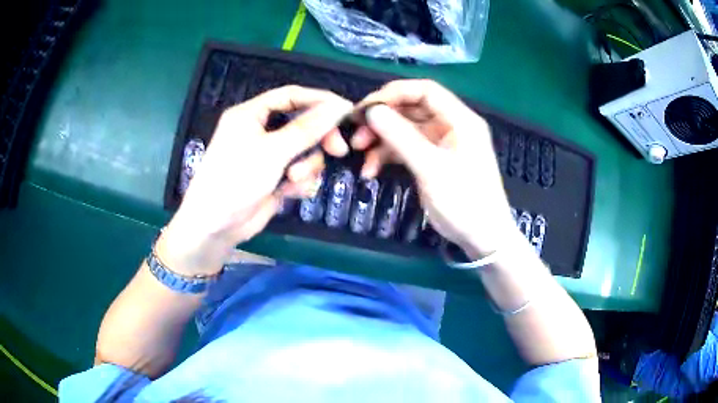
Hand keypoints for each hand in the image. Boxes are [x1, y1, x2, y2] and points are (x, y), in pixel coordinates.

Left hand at [157, 86, 352, 275]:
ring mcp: (267, 155)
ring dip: (306, 166)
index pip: (291, 96)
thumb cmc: (236, 179)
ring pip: (304, 150)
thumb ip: (307, 128)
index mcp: (251, 114)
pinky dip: (300, 182)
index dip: (319, 100)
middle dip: (319, 139)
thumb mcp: (273, 151)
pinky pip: (298, 171)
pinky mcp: (273, 177)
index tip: (346, 110)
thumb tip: (338, 107)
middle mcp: (260, 130)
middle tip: (338, 150)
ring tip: (294, 180)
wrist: (215, 226)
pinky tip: (290, 193)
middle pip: (302, 123)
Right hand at [354, 80, 516, 256]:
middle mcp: (451, 125)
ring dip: (381, 139)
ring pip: (404, 129)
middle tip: (357, 133)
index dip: (394, 93)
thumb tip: (371, 111)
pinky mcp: (432, 160)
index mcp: (460, 119)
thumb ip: (401, 137)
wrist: (483, 238)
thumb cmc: (464, 202)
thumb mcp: (431, 168)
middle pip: (411, 109)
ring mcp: (441, 144)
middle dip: (383, 119)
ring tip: (359, 153)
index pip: (425, 91)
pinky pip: (405, 149)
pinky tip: (371, 170)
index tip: (366, 107)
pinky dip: (387, 156)